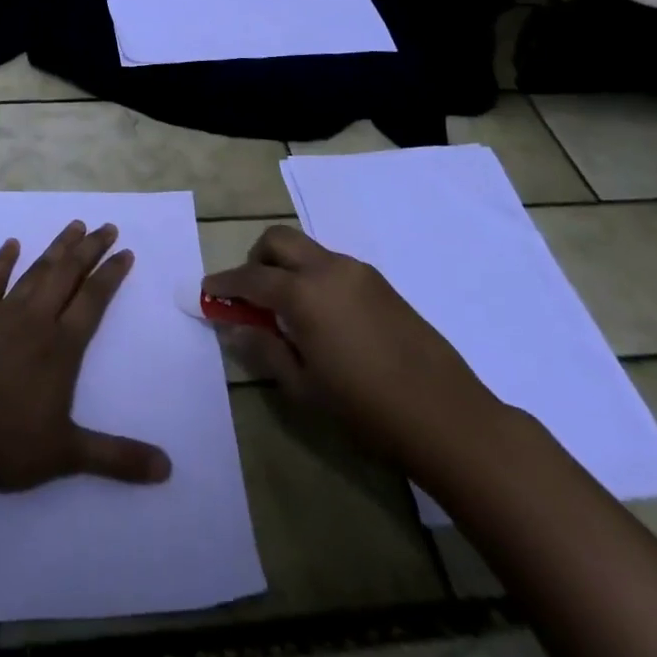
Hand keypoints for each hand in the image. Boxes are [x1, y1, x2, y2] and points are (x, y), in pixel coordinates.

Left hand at [0, 219, 171, 492]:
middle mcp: (36, 320)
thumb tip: (167, 469)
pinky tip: (11, 244)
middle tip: (106, 226)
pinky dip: (3, 261)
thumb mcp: (67, 455)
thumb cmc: (7, 443)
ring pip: (36, 271)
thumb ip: (117, 457)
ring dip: (57, 248)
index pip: (94, 299)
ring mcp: (2, 314)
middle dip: (90, 248)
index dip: (111, 274)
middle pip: (68, 274)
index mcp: (62, 346)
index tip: (126, 251)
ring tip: (73, 226)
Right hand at [204, 223, 501, 477]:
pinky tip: (322, 317)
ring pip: (307, 249)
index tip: (208, 291)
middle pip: (278, 240)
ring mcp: (358, 272)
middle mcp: (328, 269)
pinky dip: (313, 276)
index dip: (225, 283)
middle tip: (249, 293)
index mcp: (303, 293)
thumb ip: (265, 350)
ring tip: (286, 311)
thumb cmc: (366, 409)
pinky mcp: (381, 283)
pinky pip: (333, 265)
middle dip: (255, 258)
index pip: (251, 277)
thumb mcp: (304, 388)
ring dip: (286, 266)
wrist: (447, 416)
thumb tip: (235, 329)